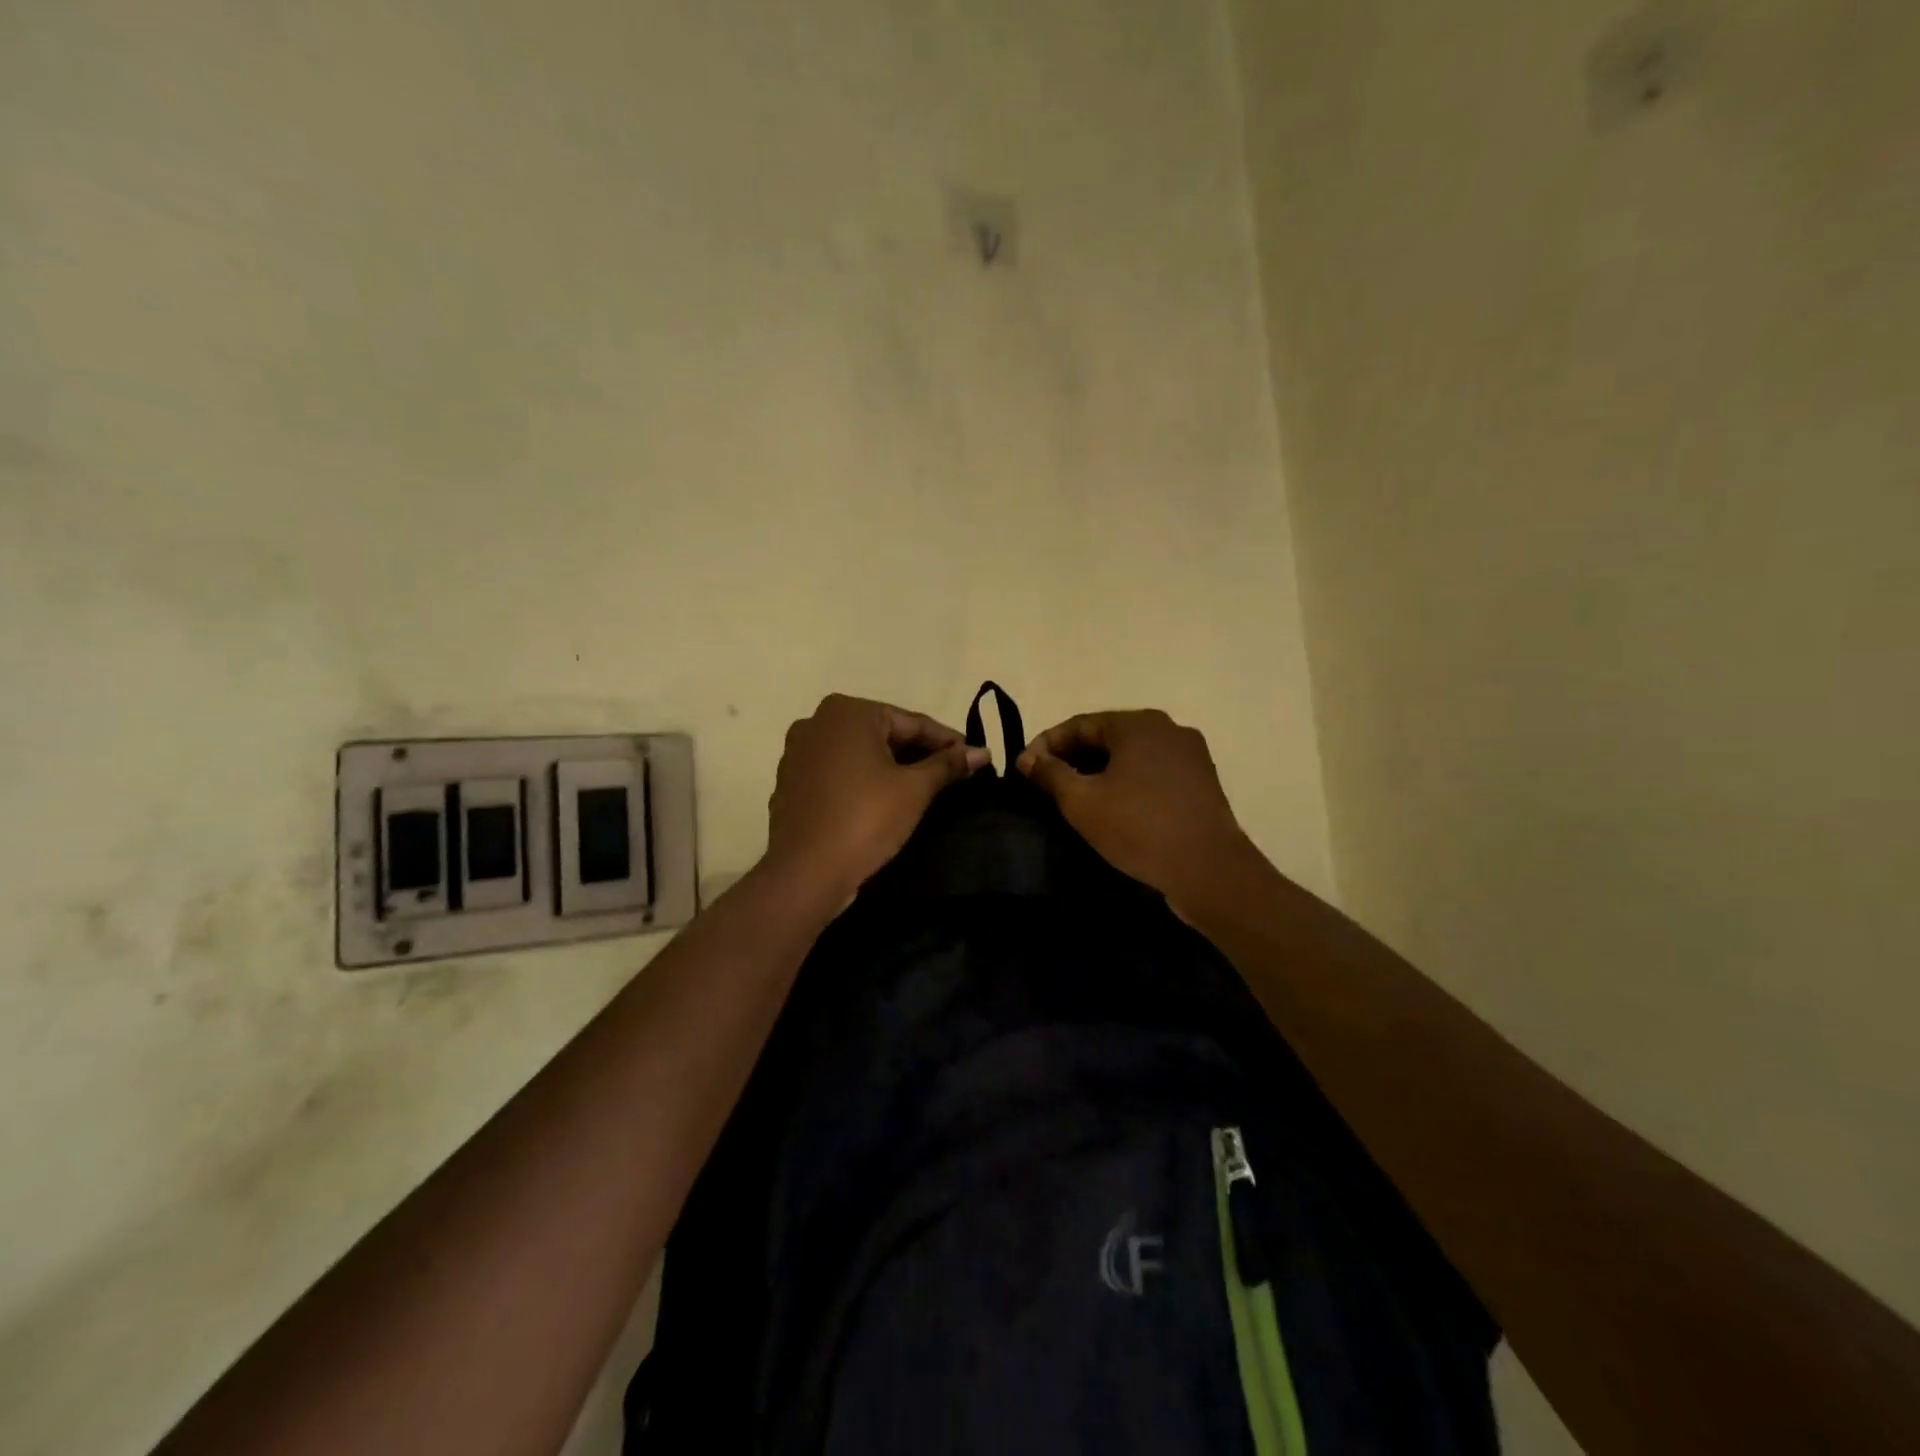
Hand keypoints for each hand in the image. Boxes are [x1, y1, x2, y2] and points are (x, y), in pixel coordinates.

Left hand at [764, 694, 989, 904]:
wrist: (805, 873)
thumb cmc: (865, 819)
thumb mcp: (914, 790)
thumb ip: (947, 765)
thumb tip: (982, 752)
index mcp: (847, 712)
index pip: (911, 722)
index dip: (947, 742)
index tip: (974, 757)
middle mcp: (817, 722)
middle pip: (882, 734)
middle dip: (918, 754)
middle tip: (953, 775)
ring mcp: (798, 753)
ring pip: (859, 754)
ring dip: (890, 768)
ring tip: (924, 789)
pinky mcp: (790, 783)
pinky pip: (837, 774)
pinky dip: (862, 782)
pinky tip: (883, 802)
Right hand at [1016, 709, 1257, 910]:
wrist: (1209, 870)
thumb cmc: (1139, 828)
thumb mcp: (1082, 802)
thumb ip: (1050, 774)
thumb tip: (1028, 758)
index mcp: (1138, 724)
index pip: (1080, 724)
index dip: (1046, 744)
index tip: (1024, 769)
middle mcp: (1167, 729)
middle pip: (1107, 736)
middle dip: (1073, 757)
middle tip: (1045, 784)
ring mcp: (1190, 755)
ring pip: (1131, 755)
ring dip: (1100, 771)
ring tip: (1075, 797)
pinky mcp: (1201, 782)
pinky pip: (1153, 773)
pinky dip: (1127, 783)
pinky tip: (1114, 807)